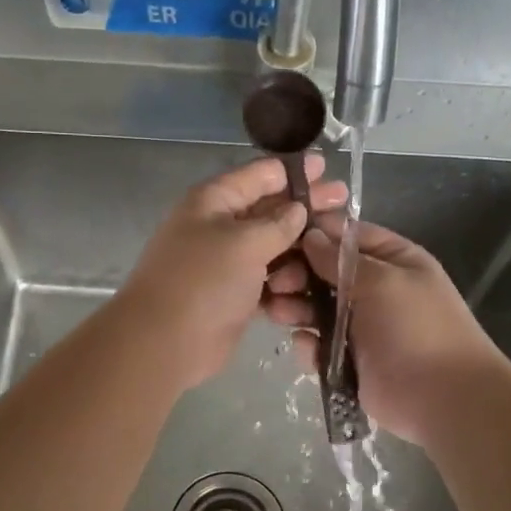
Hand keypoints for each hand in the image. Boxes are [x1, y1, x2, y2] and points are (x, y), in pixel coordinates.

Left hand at [118, 155, 347, 390]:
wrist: (165, 343)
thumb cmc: (203, 281)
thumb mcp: (244, 243)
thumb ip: (278, 223)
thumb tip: (298, 210)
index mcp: (214, 201)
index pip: (260, 175)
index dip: (295, 171)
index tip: (327, 167)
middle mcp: (221, 226)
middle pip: (271, 210)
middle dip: (306, 208)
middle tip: (345, 203)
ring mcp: (228, 262)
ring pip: (274, 248)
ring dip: (298, 253)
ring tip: (328, 258)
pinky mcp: (236, 295)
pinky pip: (269, 280)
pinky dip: (286, 283)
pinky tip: (310, 287)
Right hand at [265, 216, 504, 444]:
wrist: (442, 398)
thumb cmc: (417, 328)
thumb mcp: (383, 281)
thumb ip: (341, 260)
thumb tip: (310, 236)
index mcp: (393, 261)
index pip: (349, 236)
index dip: (315, 234)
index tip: (281, 237)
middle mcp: (376, 289)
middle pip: (325, 272)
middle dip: (298, 274)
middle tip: (275, 283)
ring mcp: (361, 326)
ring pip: (317, 308)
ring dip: (295, 307)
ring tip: (277, 313)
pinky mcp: (349, 360)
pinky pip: (319, 345)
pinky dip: (309, 344)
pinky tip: (306, 346)